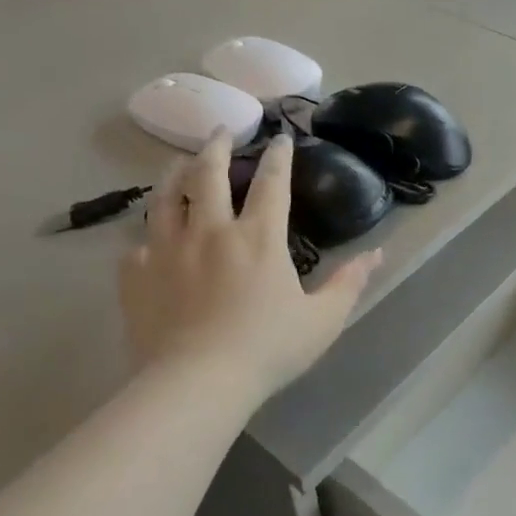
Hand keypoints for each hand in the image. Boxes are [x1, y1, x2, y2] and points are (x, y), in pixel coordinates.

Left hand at [118, 132, 381, 407]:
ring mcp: (168, 250)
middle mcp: (211, 231)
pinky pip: (137, 245)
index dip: (279, 157)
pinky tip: (148, 240)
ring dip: (174, 174)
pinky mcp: (138, 276)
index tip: (281, 138)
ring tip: (178, 163)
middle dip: (217, 147)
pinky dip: (146, 237)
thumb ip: (350, 282)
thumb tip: (378, 252)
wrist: (196, 384)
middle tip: (220, 131)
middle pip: (209, 175)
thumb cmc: (267, 349)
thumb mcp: (323, 319)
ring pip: (166, 198)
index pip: (272, 183)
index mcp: (258, 237)